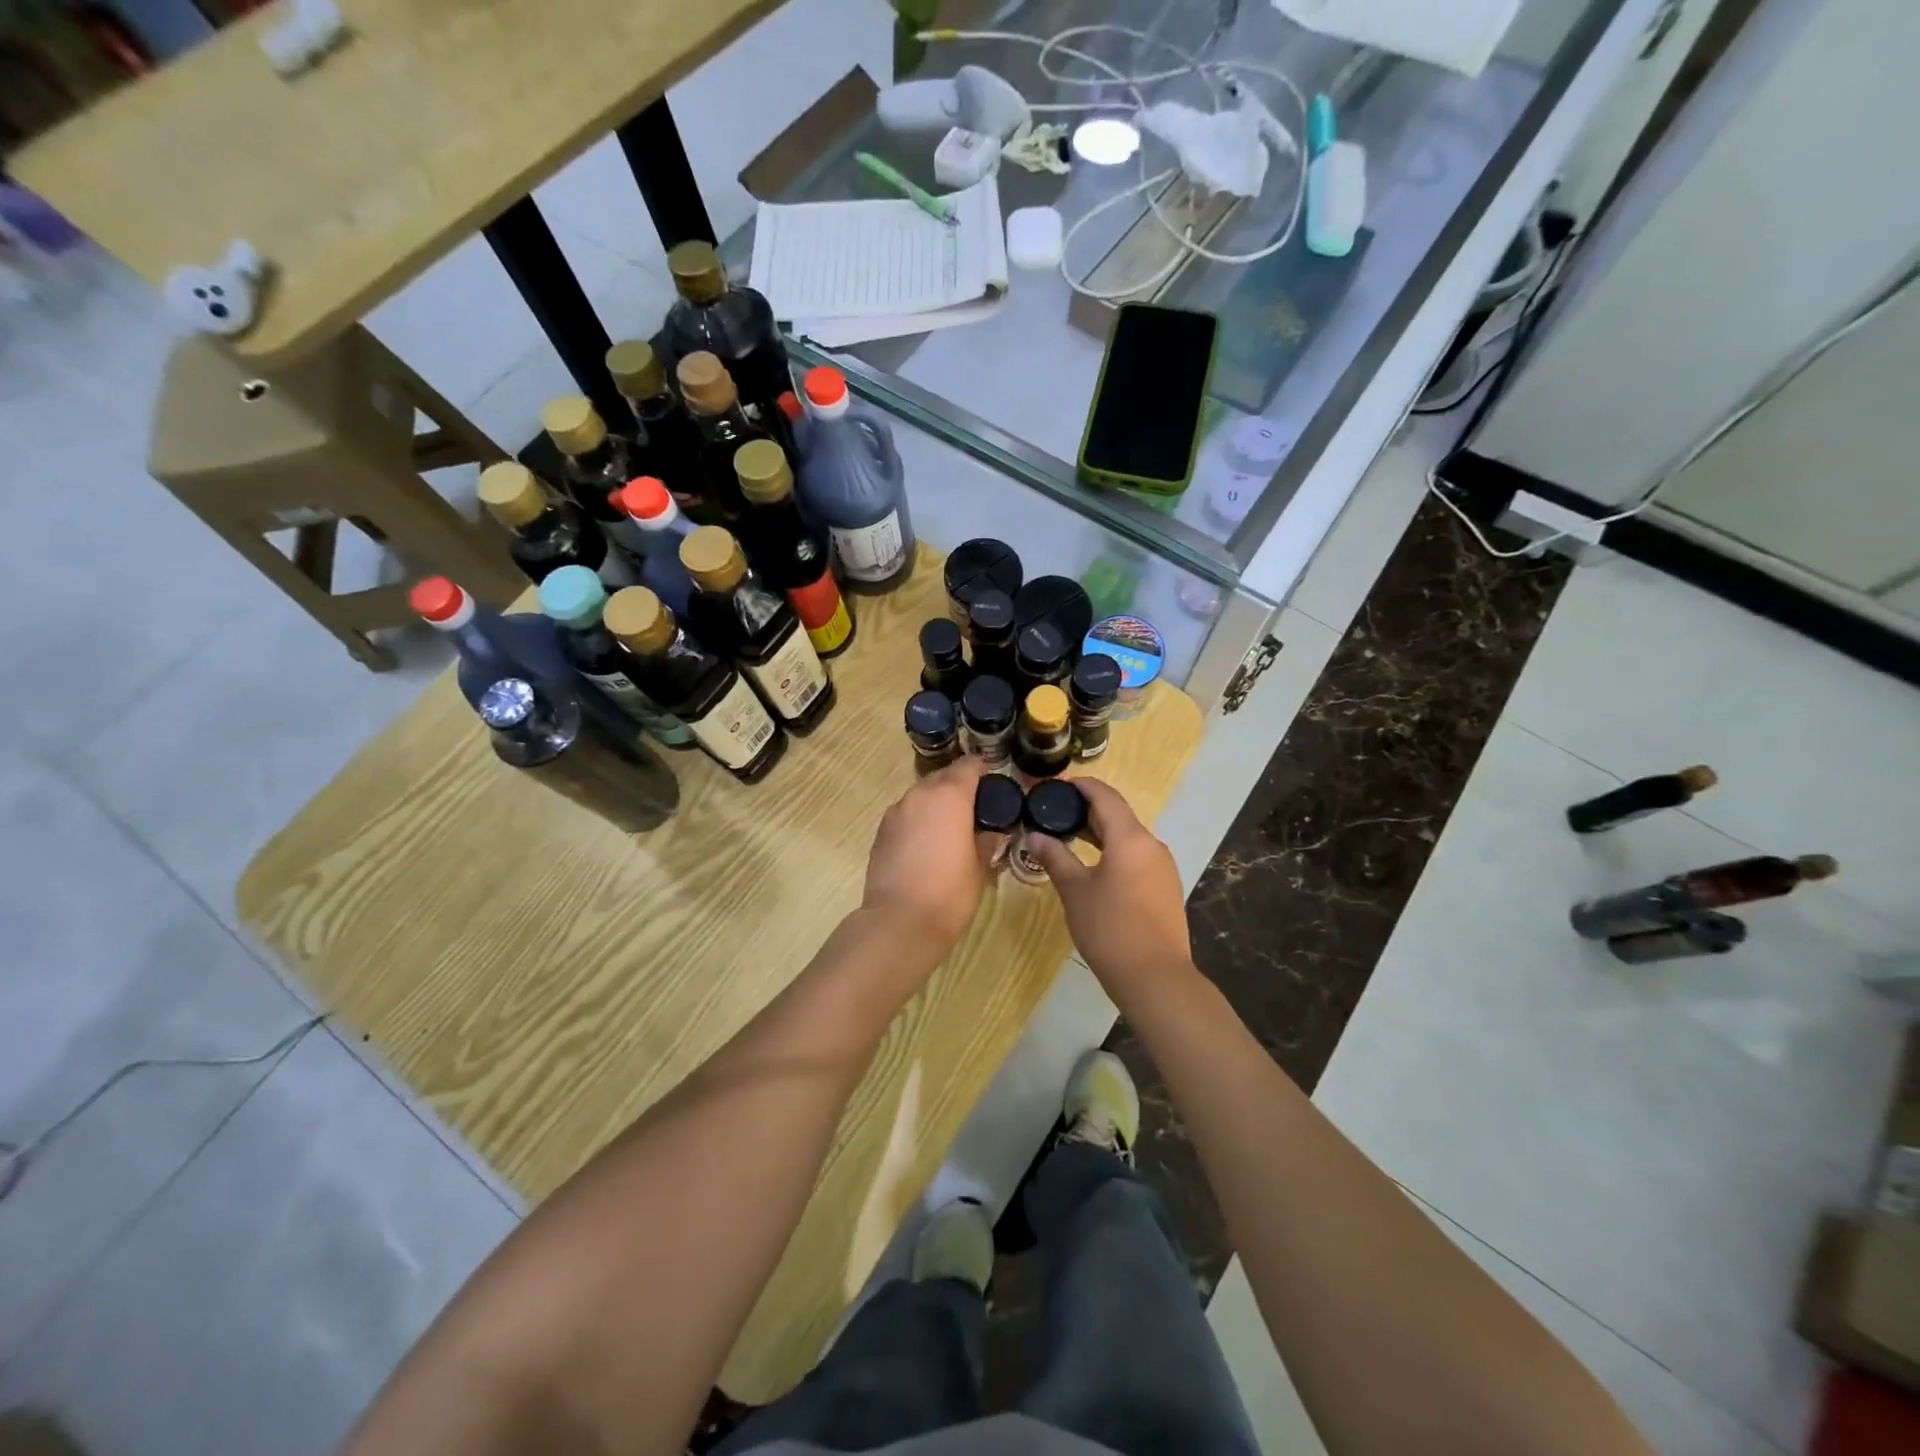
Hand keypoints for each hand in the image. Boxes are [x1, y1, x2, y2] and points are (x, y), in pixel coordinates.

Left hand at [862, 757, 1003, 951]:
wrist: (899, 922)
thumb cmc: (950, 893)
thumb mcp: (979, 866)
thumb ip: (986, 841)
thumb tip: (991, 831)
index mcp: (950, 796)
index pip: (968, 766)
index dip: (982, 769)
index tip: (993, 782)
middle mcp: (920, 795)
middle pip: (943, 777)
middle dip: (959, 787)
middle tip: (976, 809)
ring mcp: (896, 812)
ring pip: (922, 796)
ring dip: (937, 804)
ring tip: (951, 828)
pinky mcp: (881, 832)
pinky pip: (906, 815)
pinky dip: (919, 821)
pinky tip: (927, 845)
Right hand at [1029, 779, 1193, 1003]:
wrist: (1156, 978)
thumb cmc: (1110, 929)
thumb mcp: (1075, 891)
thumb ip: (1055, 858)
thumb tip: (1033, 835)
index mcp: (1131, 838)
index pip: (1106, 796)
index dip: (1082, 786)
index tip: (1056, 786)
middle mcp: (1152, 845)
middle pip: (1118, 815)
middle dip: (1086, 811)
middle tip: (1053, 813)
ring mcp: (1163, 867)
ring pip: (1128, 838)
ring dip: (1100, 833)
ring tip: (1068, 838)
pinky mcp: (1165, 887)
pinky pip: (1136, 857)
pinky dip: (1113, 852)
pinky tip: (1093, 867)